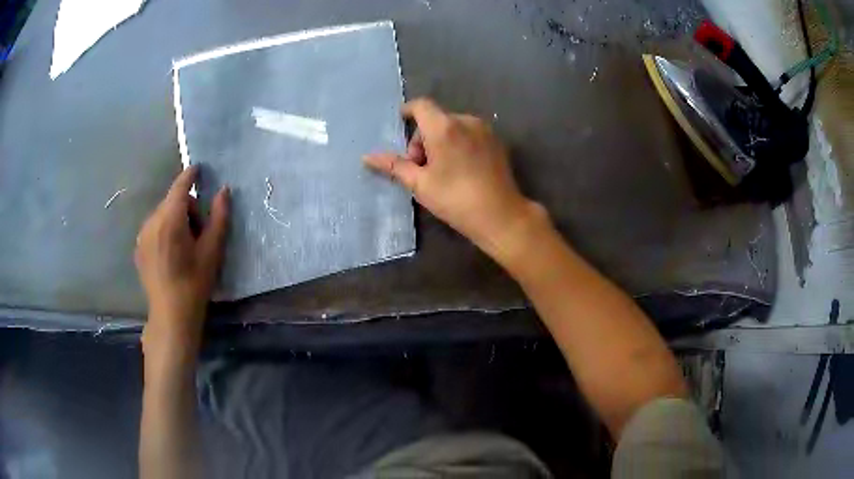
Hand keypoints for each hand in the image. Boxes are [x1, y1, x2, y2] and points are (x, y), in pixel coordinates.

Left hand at [135, 166, 229, 352]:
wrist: (171, 315)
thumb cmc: (195, 283)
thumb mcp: (212, 251)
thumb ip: (219, 217)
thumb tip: (224, 191)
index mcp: (170, 220)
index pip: (180, 187)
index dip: (191, 175)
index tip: (199, 168)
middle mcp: (152, 221)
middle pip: (172, 201)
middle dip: (187, 208)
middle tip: (199, 233)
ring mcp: (142, 234)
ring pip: (162, 214)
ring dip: (175, 219)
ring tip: (185, 246)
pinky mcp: (139, 247)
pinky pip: (154, 227)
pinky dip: (164, 230)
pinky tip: (171, 254)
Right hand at [364, 98, 544, 256]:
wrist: (500, 215)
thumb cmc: (456, 199)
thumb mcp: (420, 184)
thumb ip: (394, 166)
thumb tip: (367, 157)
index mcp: (444, 127)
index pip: (420, 105)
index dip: (407, 111)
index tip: (400, 126)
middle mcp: (465, 121)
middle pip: (435, 119)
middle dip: (422, 138)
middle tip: (421, 167)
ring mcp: (484, 130)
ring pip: (452, 126)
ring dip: (440, 141)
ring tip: (441, 170)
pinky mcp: (496, 141)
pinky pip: (469, 134)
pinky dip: (458, 144)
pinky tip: (461, 169)